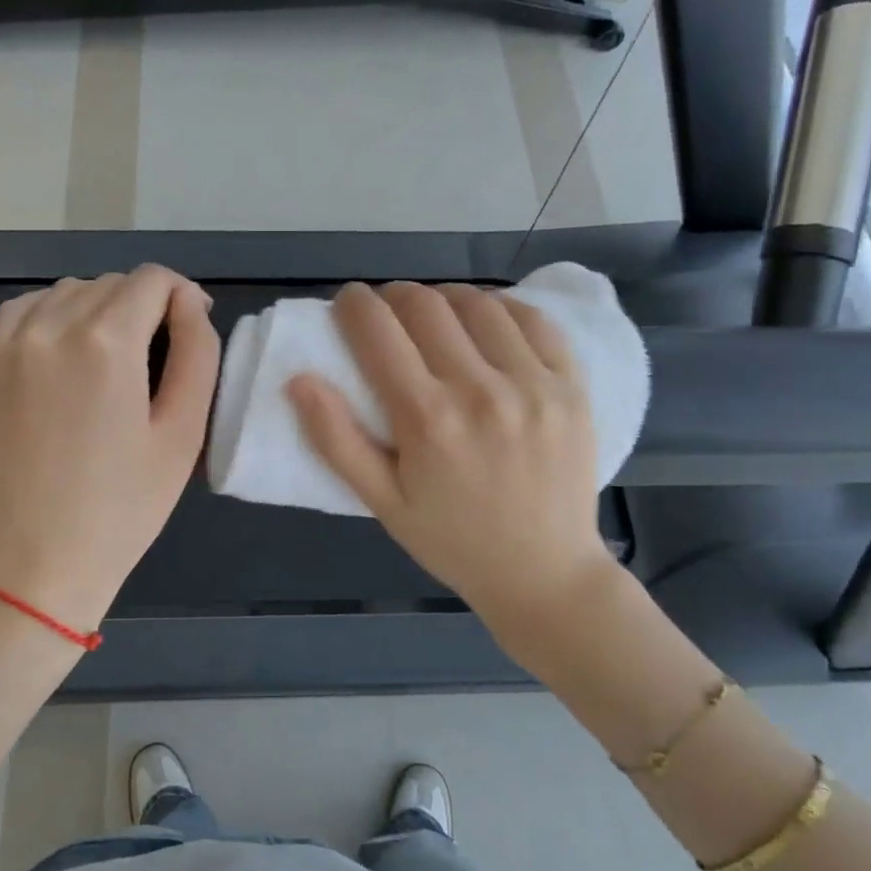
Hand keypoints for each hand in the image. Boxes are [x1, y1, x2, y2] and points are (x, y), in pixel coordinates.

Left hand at [0, 266, 219, 632]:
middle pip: (111, 284)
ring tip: (115, 359)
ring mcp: (9, 344)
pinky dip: (54, 315)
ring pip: (68, 292)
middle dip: (145, 305)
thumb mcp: (183, 433)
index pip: (152, 280)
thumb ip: (197, 353)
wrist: (33, 564)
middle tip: (159, 357)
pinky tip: (68, 351)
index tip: (191, 330)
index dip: (182, 296)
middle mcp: (51, 326)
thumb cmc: (122, 507)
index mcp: (106, 341)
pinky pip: (25, 310)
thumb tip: (190, 302)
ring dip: (100, 308)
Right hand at [288, 282, 616, 669]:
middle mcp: (480, 390)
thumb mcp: (383, 503)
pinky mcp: (571, 386)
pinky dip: (501, 309)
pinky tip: (487, 323)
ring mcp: (533, 384)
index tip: (348, 304)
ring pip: (478, 304)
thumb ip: (337, 441)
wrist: (544, 574)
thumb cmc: (453, 541)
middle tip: (387, 313)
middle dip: (394, 297)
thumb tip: (299, 381)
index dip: (354, 304)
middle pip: (425, 305)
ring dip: (444, 299)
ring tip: (434, 318)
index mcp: (427, 419)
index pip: (377, 330)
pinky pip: (534, 320)